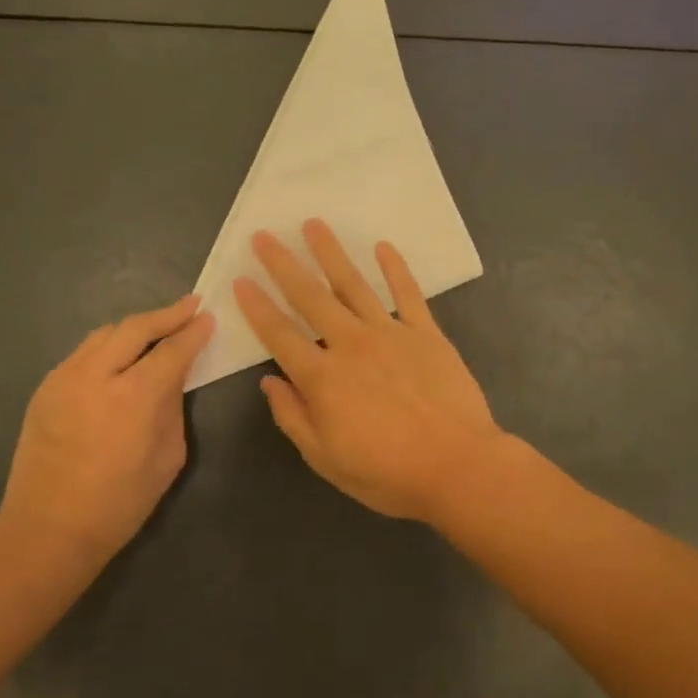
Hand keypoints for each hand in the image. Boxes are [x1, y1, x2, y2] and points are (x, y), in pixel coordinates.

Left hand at [0, 295, 214, 561]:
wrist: (48, 529)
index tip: (208, 318)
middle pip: (135, 327)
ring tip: (156, 328)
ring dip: (135, 327)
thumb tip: (173, 378)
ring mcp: (64, 378)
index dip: (193, 332)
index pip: (171, 350)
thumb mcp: (167, 458)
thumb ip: (172, 408)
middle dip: (166, 314)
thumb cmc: (120, 503)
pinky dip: (108, 346)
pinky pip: (82, 353)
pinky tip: (120, 357)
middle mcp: (96, 375)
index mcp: (134, 397)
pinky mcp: (45, 388)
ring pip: (104, 334)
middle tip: (190, 306)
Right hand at [233, 220, 504, 521]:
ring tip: (314, 224)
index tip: (239, 280)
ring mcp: (391, 334)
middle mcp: (351, 345)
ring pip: (354, 285)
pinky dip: (396, 269)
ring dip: (331, 253)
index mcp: (323, 378)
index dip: (256, 307)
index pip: (279, 335)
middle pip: (311, 297)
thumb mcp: (326, 459)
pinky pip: (408, 294)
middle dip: (283, 264)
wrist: (458, 467)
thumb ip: (293, 417)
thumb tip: (269, 382)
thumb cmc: (388, 473)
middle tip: (264, 235)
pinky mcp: (426, 334)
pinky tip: (383, 246)